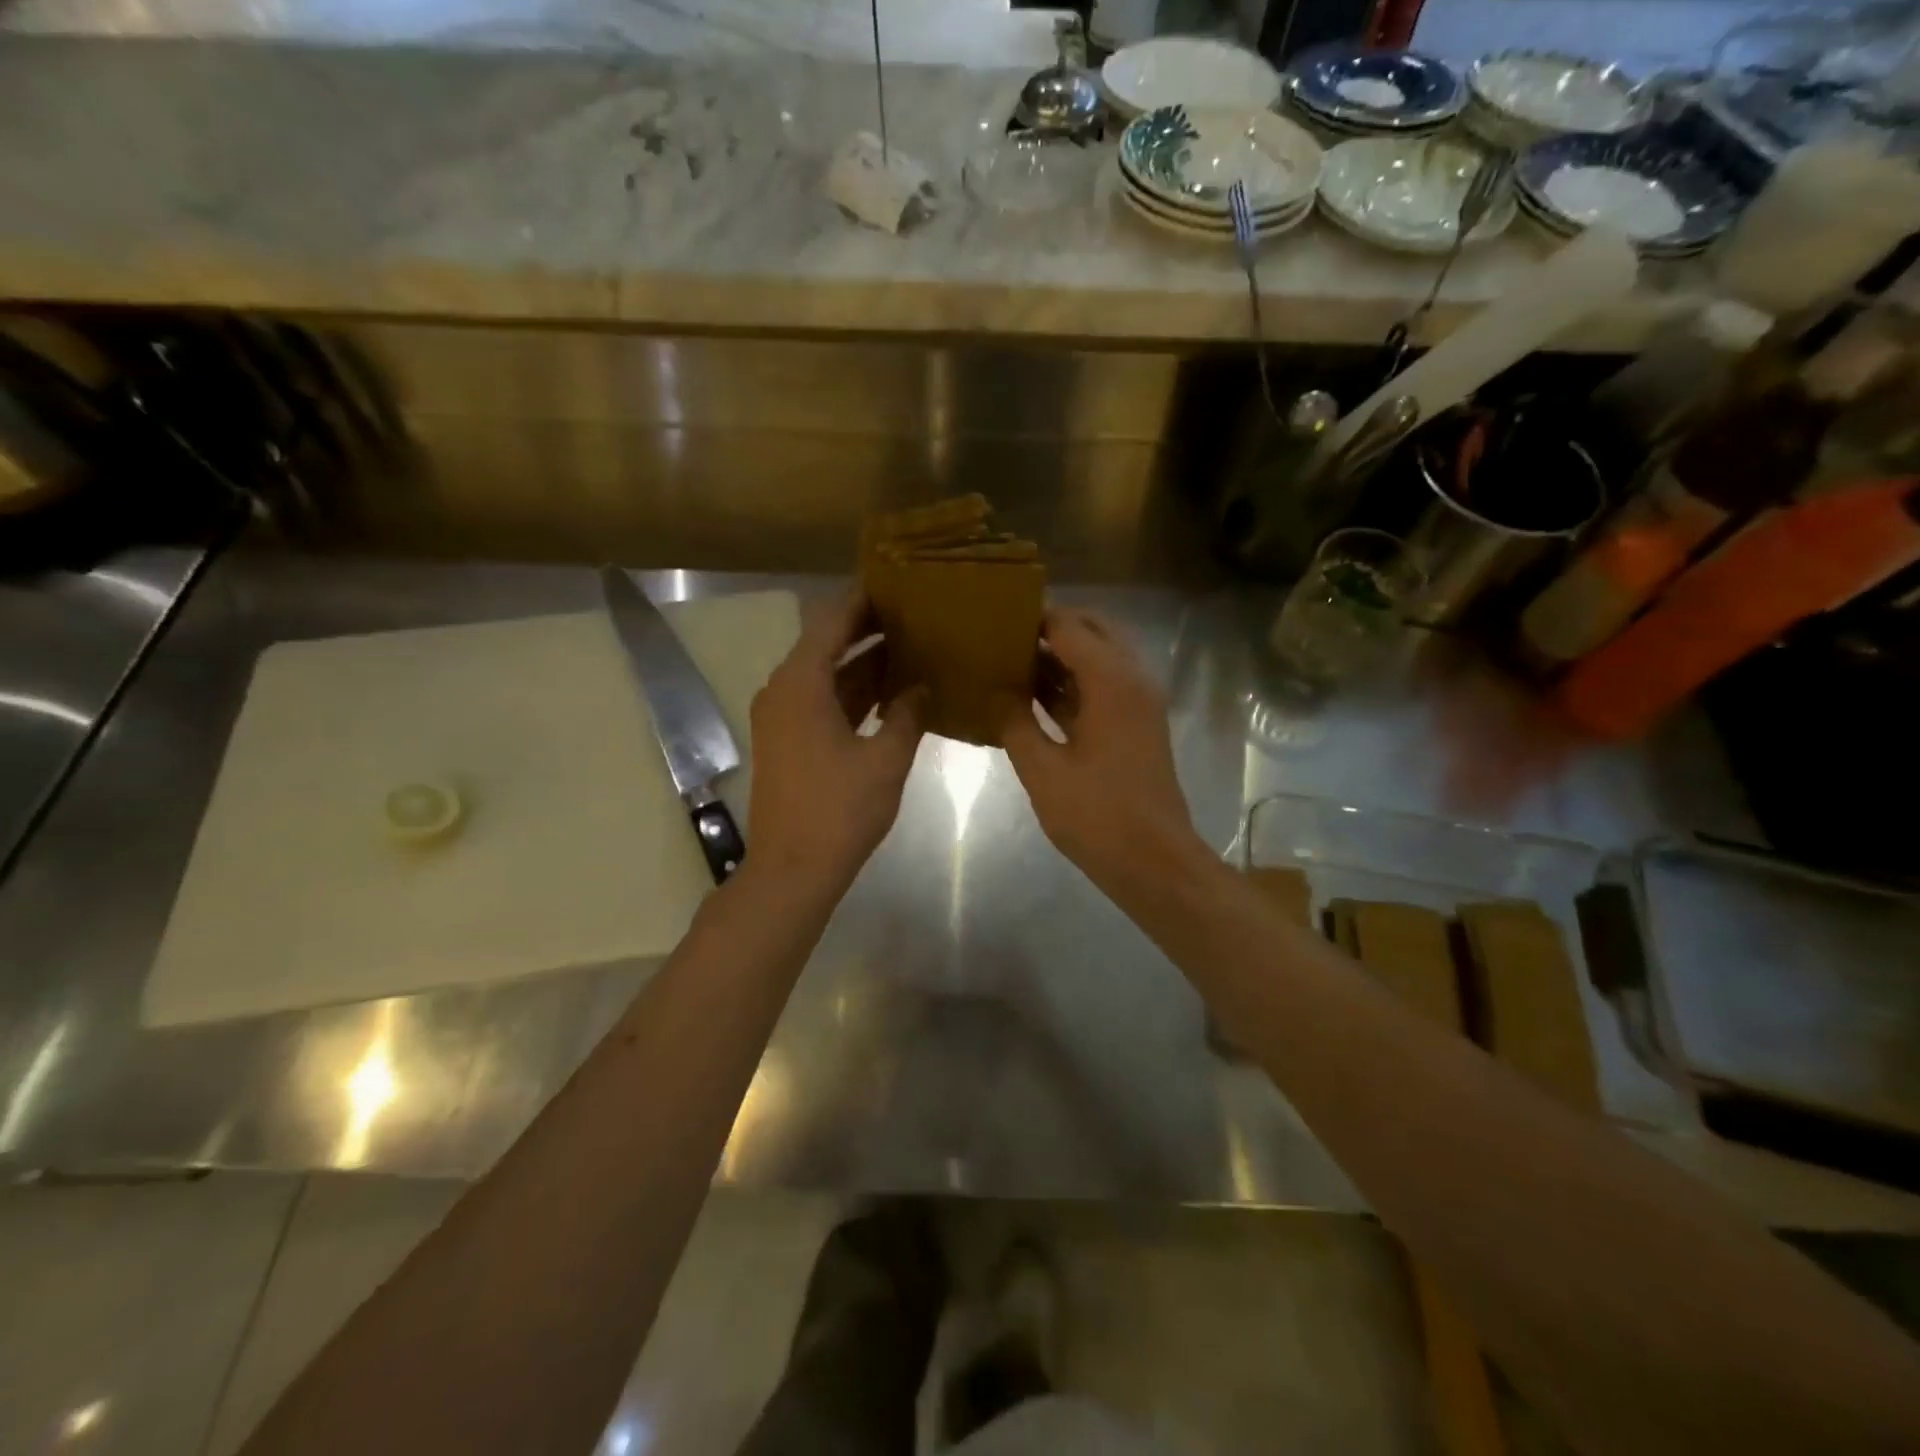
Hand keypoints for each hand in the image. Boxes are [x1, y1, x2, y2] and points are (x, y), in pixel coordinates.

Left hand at [747, 592, 924, 893]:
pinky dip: (853, 693)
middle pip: (826, 644)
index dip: (862, 600)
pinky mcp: (789, 741)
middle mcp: (784, 691)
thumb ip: (906, 715)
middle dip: (868, 628)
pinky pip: (823, 701)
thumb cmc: (839, 811)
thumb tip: (922, 686)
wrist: (793, 869)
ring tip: (911, 644)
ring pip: (827, 675)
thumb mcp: (885, 759)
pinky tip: (891, 691)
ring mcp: (783, 718)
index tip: (895, 581)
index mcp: (800, 684)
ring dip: (863, 662)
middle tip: (913, 612)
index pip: (831, 622)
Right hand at [1001, 609, 1204, 893]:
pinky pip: (1104, 686)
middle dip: (1051, 628)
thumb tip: (994, 691)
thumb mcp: (1043, 771)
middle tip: (1005, 636)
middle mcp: (1133, 680)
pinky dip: (1073, 682)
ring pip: (1100, 658)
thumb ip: (1014, 723)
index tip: (994, 618)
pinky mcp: (1137, 725)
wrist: (1154, 861)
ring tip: (1012, 660)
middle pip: (1092, 631)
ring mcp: (1139, 703)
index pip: (1069, 627)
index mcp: (1112, 682)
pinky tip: (1034, 697)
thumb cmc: (1097, 815)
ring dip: (1062, 655)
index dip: (1033, 619)